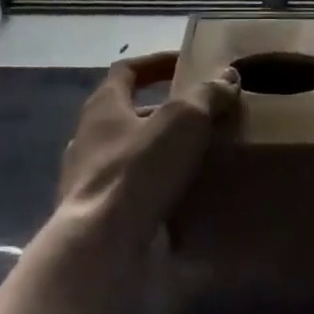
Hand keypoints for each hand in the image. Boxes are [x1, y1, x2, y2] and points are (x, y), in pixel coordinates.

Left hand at [58, 52, 239, 250]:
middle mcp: (88, 138)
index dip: (157, 63)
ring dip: (161, 154)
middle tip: (203, 117)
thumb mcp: (183, 121)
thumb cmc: (138, 170)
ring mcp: (87, 181)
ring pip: (131, 156)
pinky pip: (131, 193)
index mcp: (103, 106)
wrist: (100, 250)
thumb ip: (206, 94)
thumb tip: (227, 75)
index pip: (127, 70)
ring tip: (199, 159)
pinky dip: (155, 190)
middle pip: (130, 114)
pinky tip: (183, 199)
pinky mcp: (96, 218)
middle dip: (165, 113)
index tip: (186, 63)